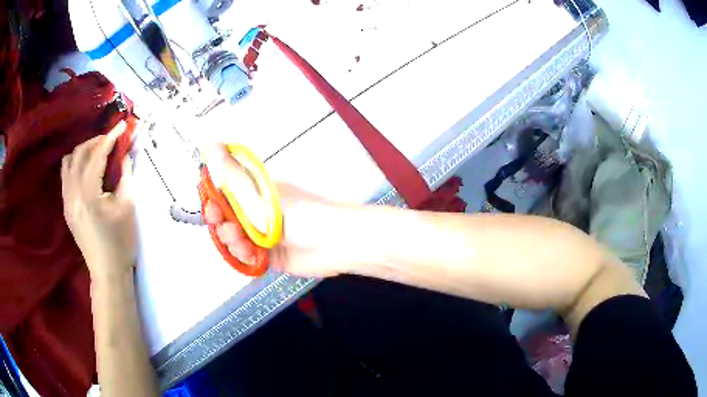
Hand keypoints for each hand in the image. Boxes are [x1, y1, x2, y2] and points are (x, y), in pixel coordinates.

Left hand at [61, 121, 135, 281]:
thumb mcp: (128, 206)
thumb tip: (125, 154)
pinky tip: (87, 170)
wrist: (107, 272)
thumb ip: (125, 175)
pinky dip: (75, 165)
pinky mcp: (66, 207)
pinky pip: (65, 176)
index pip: (97, 155)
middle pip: (80, 153)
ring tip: (97, 153)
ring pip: (68, 162)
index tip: (122, 125)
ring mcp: (67, 201)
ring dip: (83, 151)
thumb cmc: (120, 242)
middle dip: (96, 141)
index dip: (111, 137)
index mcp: (88, 194)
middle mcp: (72, 193)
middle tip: (111, 140)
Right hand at [203, 144, 368, 277]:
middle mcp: (256, 212)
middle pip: (226, 219)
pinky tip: (252, 255)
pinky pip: (246, 257)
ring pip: (234, 240)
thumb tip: (210, 143)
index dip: (214, 201)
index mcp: (256, 192)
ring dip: (233, 243)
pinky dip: (244, 257)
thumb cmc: (302, 214)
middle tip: (230, 229)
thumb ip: (232, 174)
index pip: (225, 193)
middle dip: (222, 225)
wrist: (335, 243)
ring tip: (245, 243)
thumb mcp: (262, 193)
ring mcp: (261, 235)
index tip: (210, 209)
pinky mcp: (268, 255)